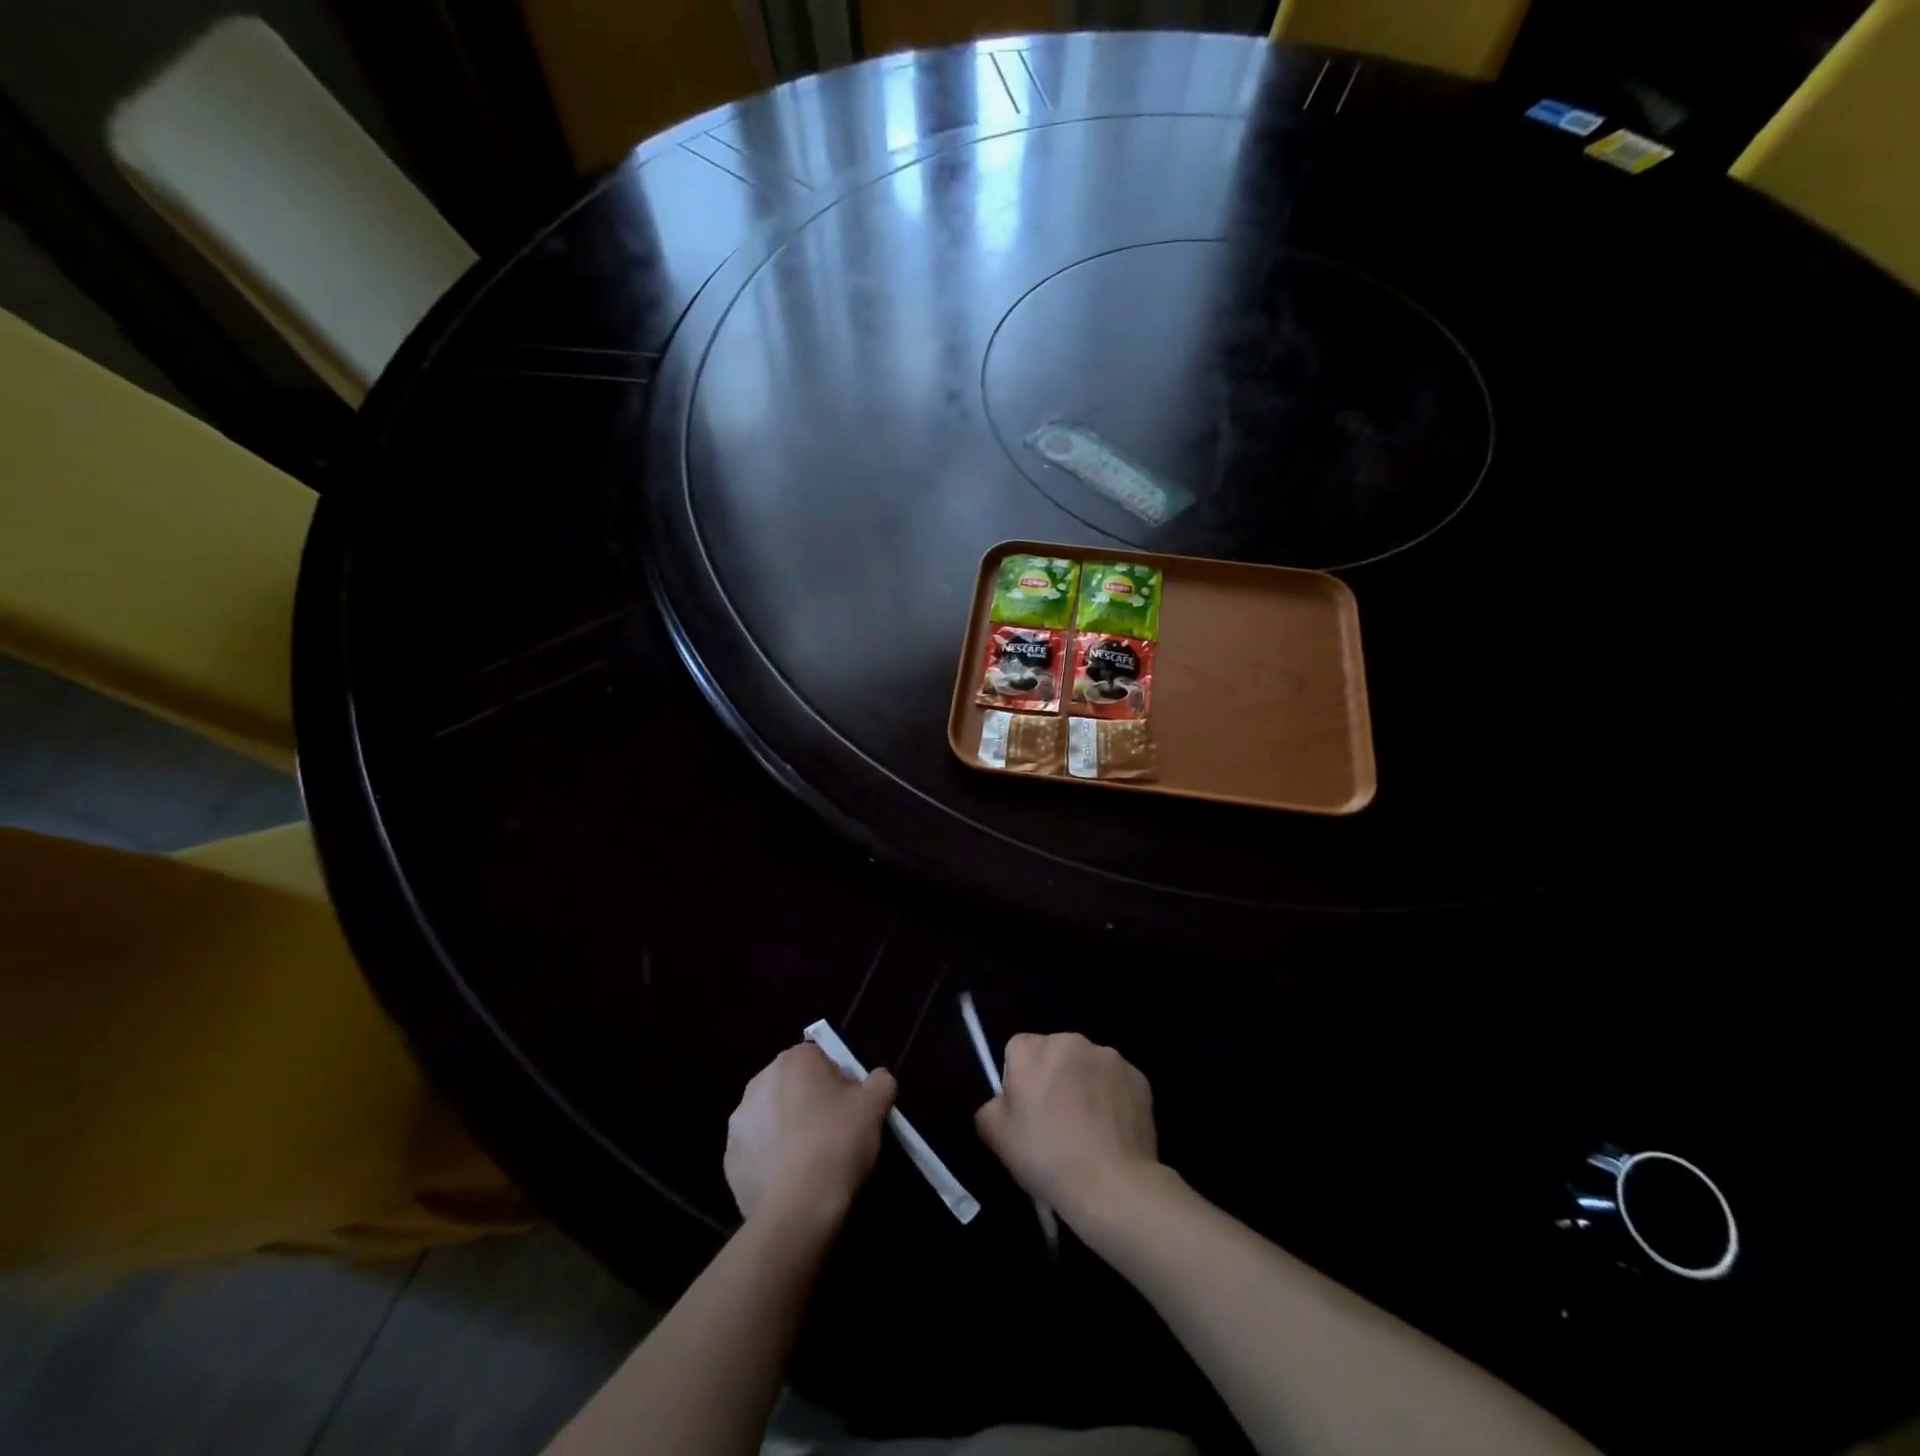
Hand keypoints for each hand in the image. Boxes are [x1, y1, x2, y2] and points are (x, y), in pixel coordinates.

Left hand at [725, 1044, 895, 1230]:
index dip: (838, 1080)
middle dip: (809, 1101)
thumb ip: (879, 1081)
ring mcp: (739, 1121)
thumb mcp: (875, 1105)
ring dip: (787, 1129)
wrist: (797, 1208)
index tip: (851, 1107)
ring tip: (811, 1160)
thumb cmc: (838, 1143)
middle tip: (834, 1132)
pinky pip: (757, 1150)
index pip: (820, 1057)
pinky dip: (771, 1159)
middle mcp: (760, 1081)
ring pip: (772, 1116)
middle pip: (793, 1084)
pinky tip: (791, 1180)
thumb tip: (876, 1079)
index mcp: (794, 1060)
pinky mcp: (729, 1159)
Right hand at [975, 1032, 1160, 1225]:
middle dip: (1053, 1076)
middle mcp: (1070, 1041)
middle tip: (1056, 1119)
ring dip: (1084, 1083)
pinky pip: (1116, 1081)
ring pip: (1087, 1064)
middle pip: (1054, 1052)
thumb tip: (1002, 1101)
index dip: (1019, 1077)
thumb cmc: (1046, 1158)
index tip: (1026, 1108)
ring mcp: (1107, 1056)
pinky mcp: (1137, 1076)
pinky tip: (1112, 1130)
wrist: (1110, 1185)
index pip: (1017, 1049)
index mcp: (1031, 1050)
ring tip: (1088, 1128)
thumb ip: (990, 1107)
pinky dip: (1112, 1097)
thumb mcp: (997, 1138)